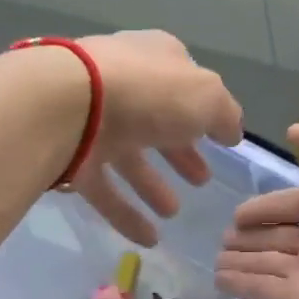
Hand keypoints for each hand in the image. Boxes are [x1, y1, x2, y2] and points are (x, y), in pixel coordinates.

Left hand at [71, 31, 244, 245]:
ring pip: (128, 157)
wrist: (66, 105)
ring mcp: (92, 121)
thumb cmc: (147, 93)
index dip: (203, 112)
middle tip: (201, 181)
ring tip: (173, 212)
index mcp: (155, 60)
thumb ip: (225, 115)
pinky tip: (148, 239)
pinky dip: (126, 213)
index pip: (183, 83)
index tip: (219, 141)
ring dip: (152, 185)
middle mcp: (123, 86)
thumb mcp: (206, 98)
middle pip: (157, 123)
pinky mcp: (71, 156)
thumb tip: (232, 133)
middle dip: (180, 153)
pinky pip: (104, 188)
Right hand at [217, 118, 298, 298]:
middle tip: (223, 235)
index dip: (267, 206)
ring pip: (265, 262)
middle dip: (250, 235)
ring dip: (241, 258)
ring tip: (217, 256)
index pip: (295, 204)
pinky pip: (260, 289)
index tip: (239, 212)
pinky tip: (219, 276)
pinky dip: (239, 283)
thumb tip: (294, 133)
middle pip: (278, 235)